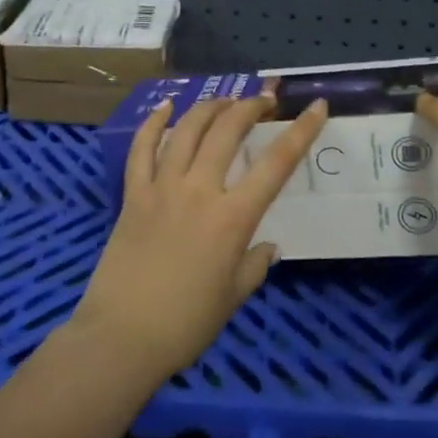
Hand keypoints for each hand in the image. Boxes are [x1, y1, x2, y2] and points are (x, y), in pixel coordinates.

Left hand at [72, 95, 328, 384]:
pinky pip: (142, 149)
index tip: (316, 106)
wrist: (122, 336)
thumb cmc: (186, 324)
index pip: (276, 164)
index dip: (301, 131)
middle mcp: (200, 191)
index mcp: (233, 218)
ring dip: (209, 107)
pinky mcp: (132, 194)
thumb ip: (255, 265)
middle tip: (264, 100)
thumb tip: (268, 246)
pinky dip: (154, 123)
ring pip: (187, 130)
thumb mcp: (234, 297)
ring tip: (225, 100)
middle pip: (228, 131)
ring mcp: (162, 187)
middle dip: (250, 107)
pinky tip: (166, 106)